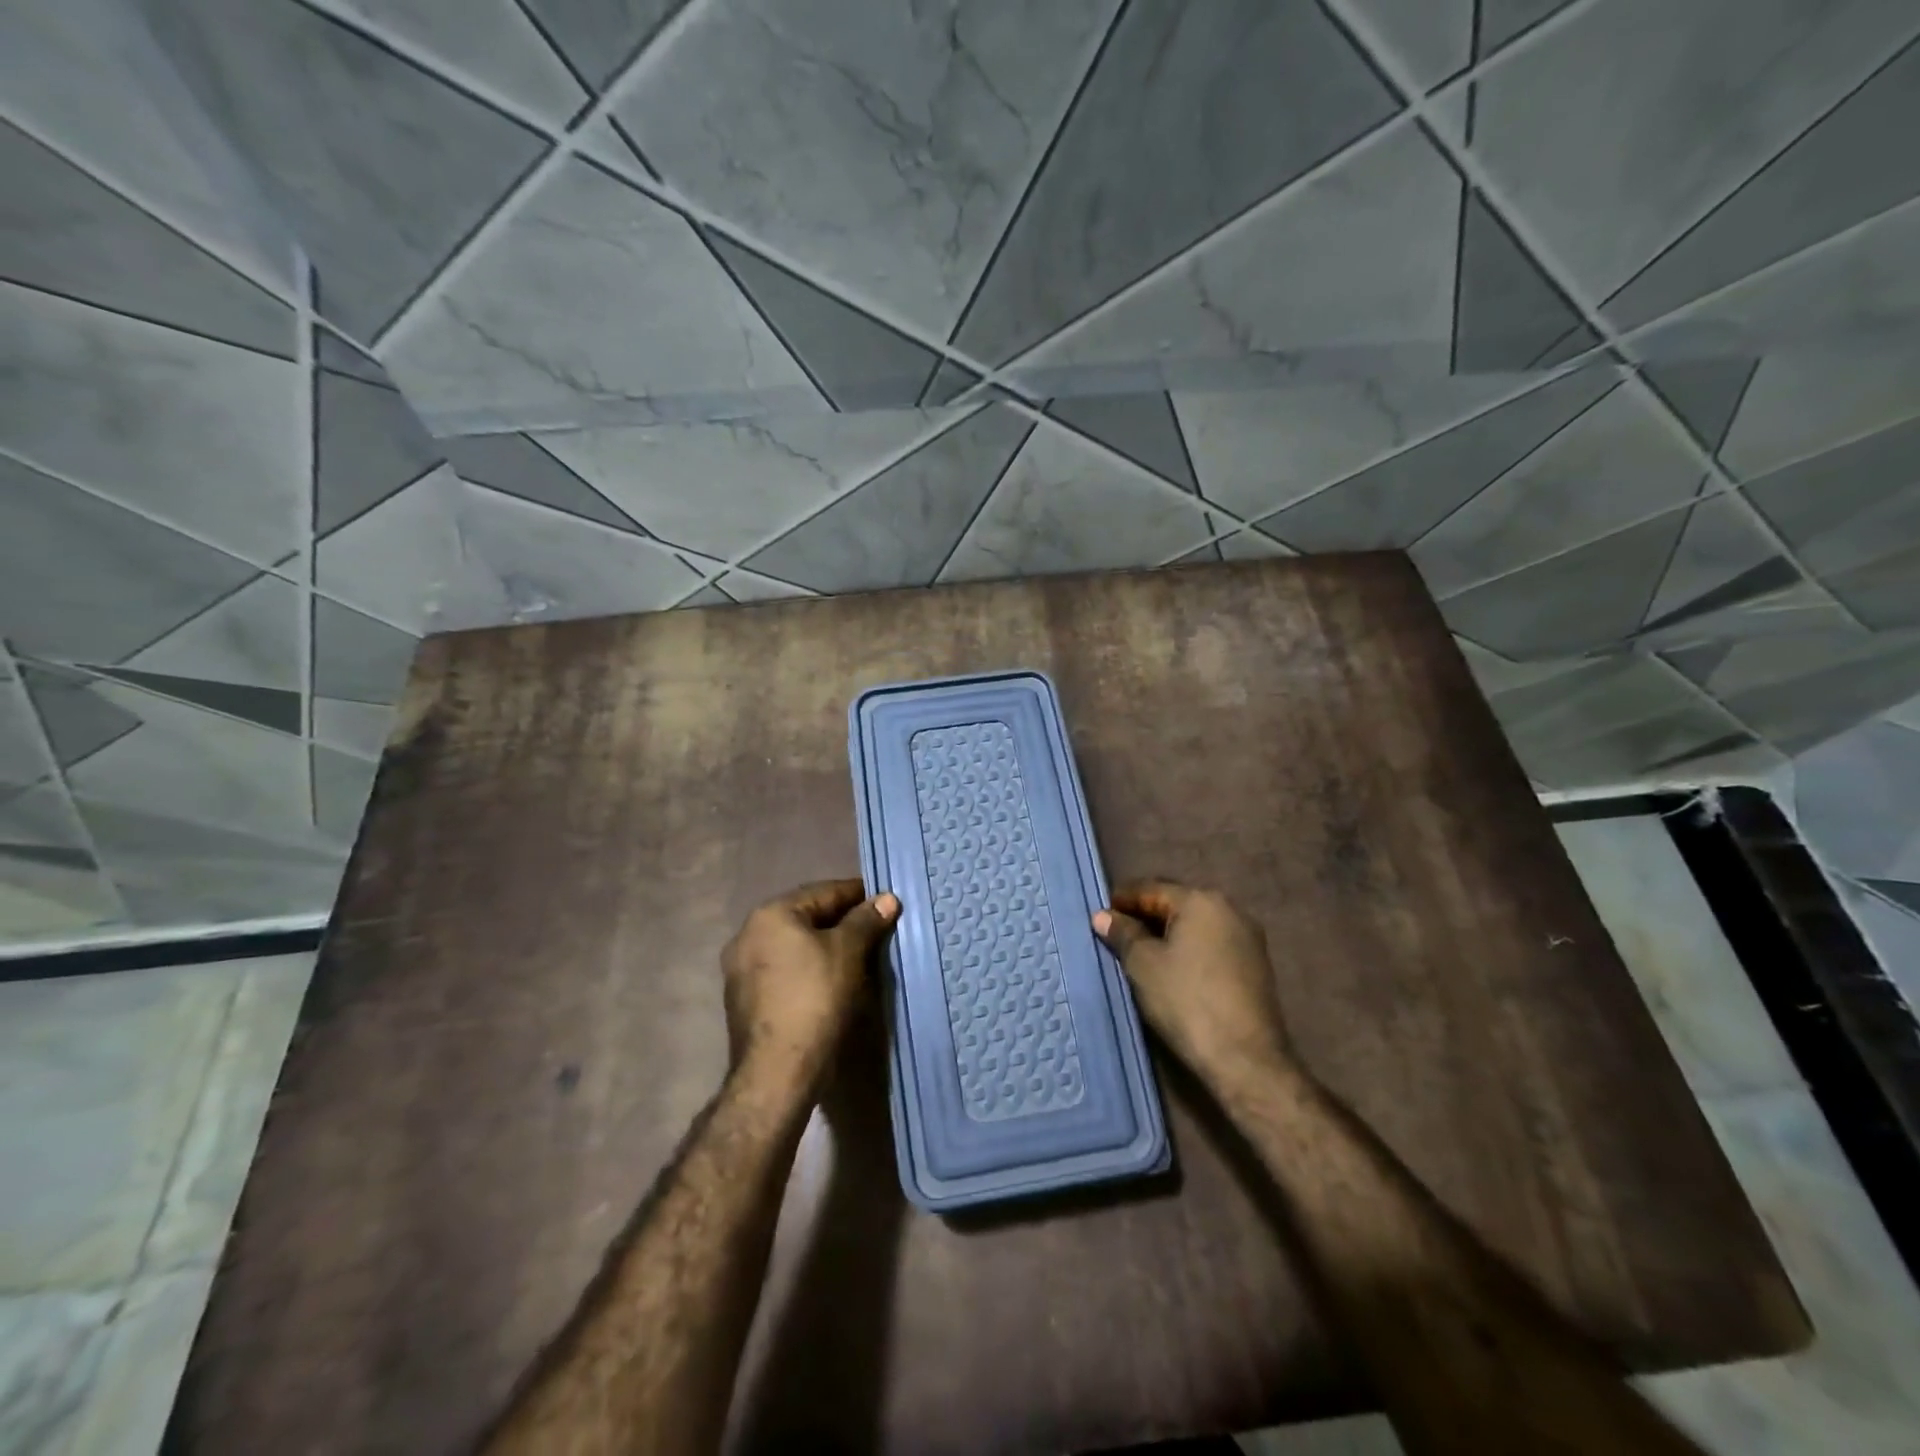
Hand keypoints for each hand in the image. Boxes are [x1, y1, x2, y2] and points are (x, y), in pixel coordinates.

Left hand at [721, 880, 899, 1089]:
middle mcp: (748, 934)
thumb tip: (888, 898)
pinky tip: (830, 982)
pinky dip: (808, 969)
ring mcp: (741, 969)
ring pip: (794, 946)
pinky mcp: (744, 1000)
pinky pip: (785, 971)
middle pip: (806, 917)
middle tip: (876, 929)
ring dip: (825, 946)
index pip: (824, 892)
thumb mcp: (848, 953)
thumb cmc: (815, 999)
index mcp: (770, 914)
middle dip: (842, 922)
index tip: (886, 902)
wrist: (777, 1072)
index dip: (859, 894)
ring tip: (859, 956)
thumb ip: (866, 920)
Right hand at [1093, 880, 1294, 1082]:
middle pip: (1176, 903)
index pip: (1151, 889)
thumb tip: (1103, 916)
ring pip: (1196, 925)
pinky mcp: (1256, 964)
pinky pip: (1212, 944)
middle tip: (1117, 934)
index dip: (1122, 900)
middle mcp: (1229, 908)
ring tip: (1141, 953)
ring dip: (1168, 933)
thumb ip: (1123, 934)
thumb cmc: (1186, 1001)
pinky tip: (1173, 968)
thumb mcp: (1143, 964)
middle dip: (1145, 916)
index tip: (1100, 917)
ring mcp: (1247, 937)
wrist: (1245, 1058)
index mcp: (1201, 900)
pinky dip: (1189, 949)